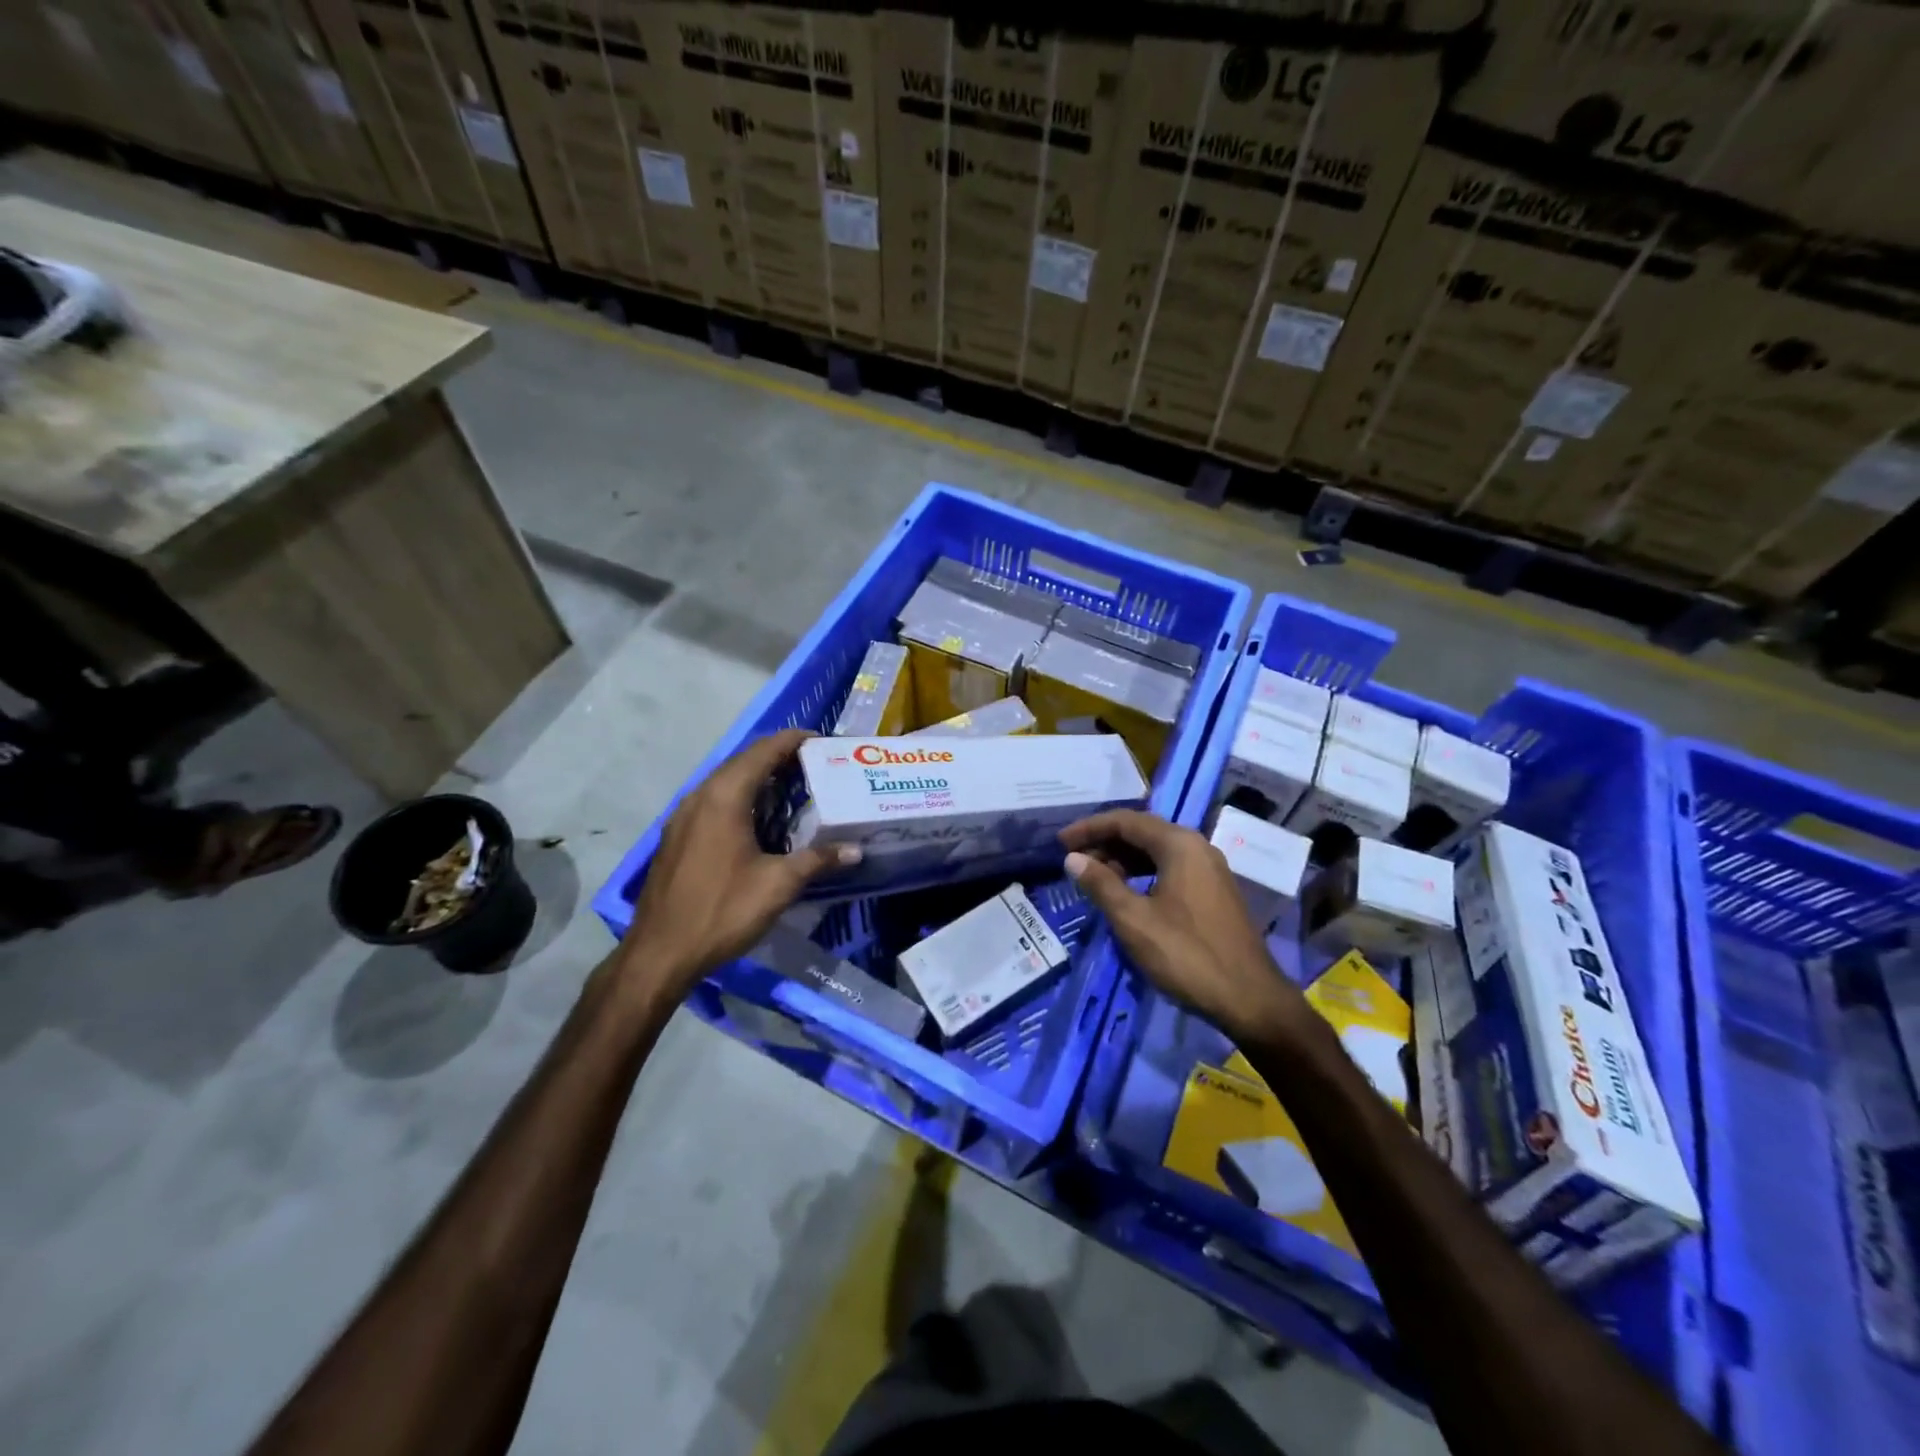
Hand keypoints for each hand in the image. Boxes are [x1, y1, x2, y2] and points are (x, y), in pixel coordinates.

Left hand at [622, 729, 855, 998]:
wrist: (659, 953)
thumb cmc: (722, 910)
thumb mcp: (778, 885)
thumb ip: (817, 860)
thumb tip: (855, 850)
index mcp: (724, 796)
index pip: (763, 751)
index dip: (794, 740)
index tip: (823, 742)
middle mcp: (700, 796)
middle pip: (743, 761)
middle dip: (779, 757)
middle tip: (816, 767)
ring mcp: (683, 816)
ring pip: (726, 781)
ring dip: (758, 778)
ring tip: (793, 790)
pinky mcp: (677, 836)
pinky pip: (713, 801)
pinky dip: (740, 798)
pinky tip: (759, 821)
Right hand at [1060, 809, 1307, 1043]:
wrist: (1250, 999)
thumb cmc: (1186, 955)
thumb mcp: (1134, 920)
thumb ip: (1101, 884)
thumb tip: (1073, 859)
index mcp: (1179, 845)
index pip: (1125, 821)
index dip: (1089, 828)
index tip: (1059, 843)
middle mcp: (1197, 847)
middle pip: (1142, 832)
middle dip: (1104, 842)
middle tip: (1073, 861)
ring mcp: (1209, 869)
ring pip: (1157, 851)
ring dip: (1122, 859)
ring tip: (1094, 878)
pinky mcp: (1213, 891)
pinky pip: (1170, 868)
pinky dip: (1142, 873)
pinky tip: (1126, 893)